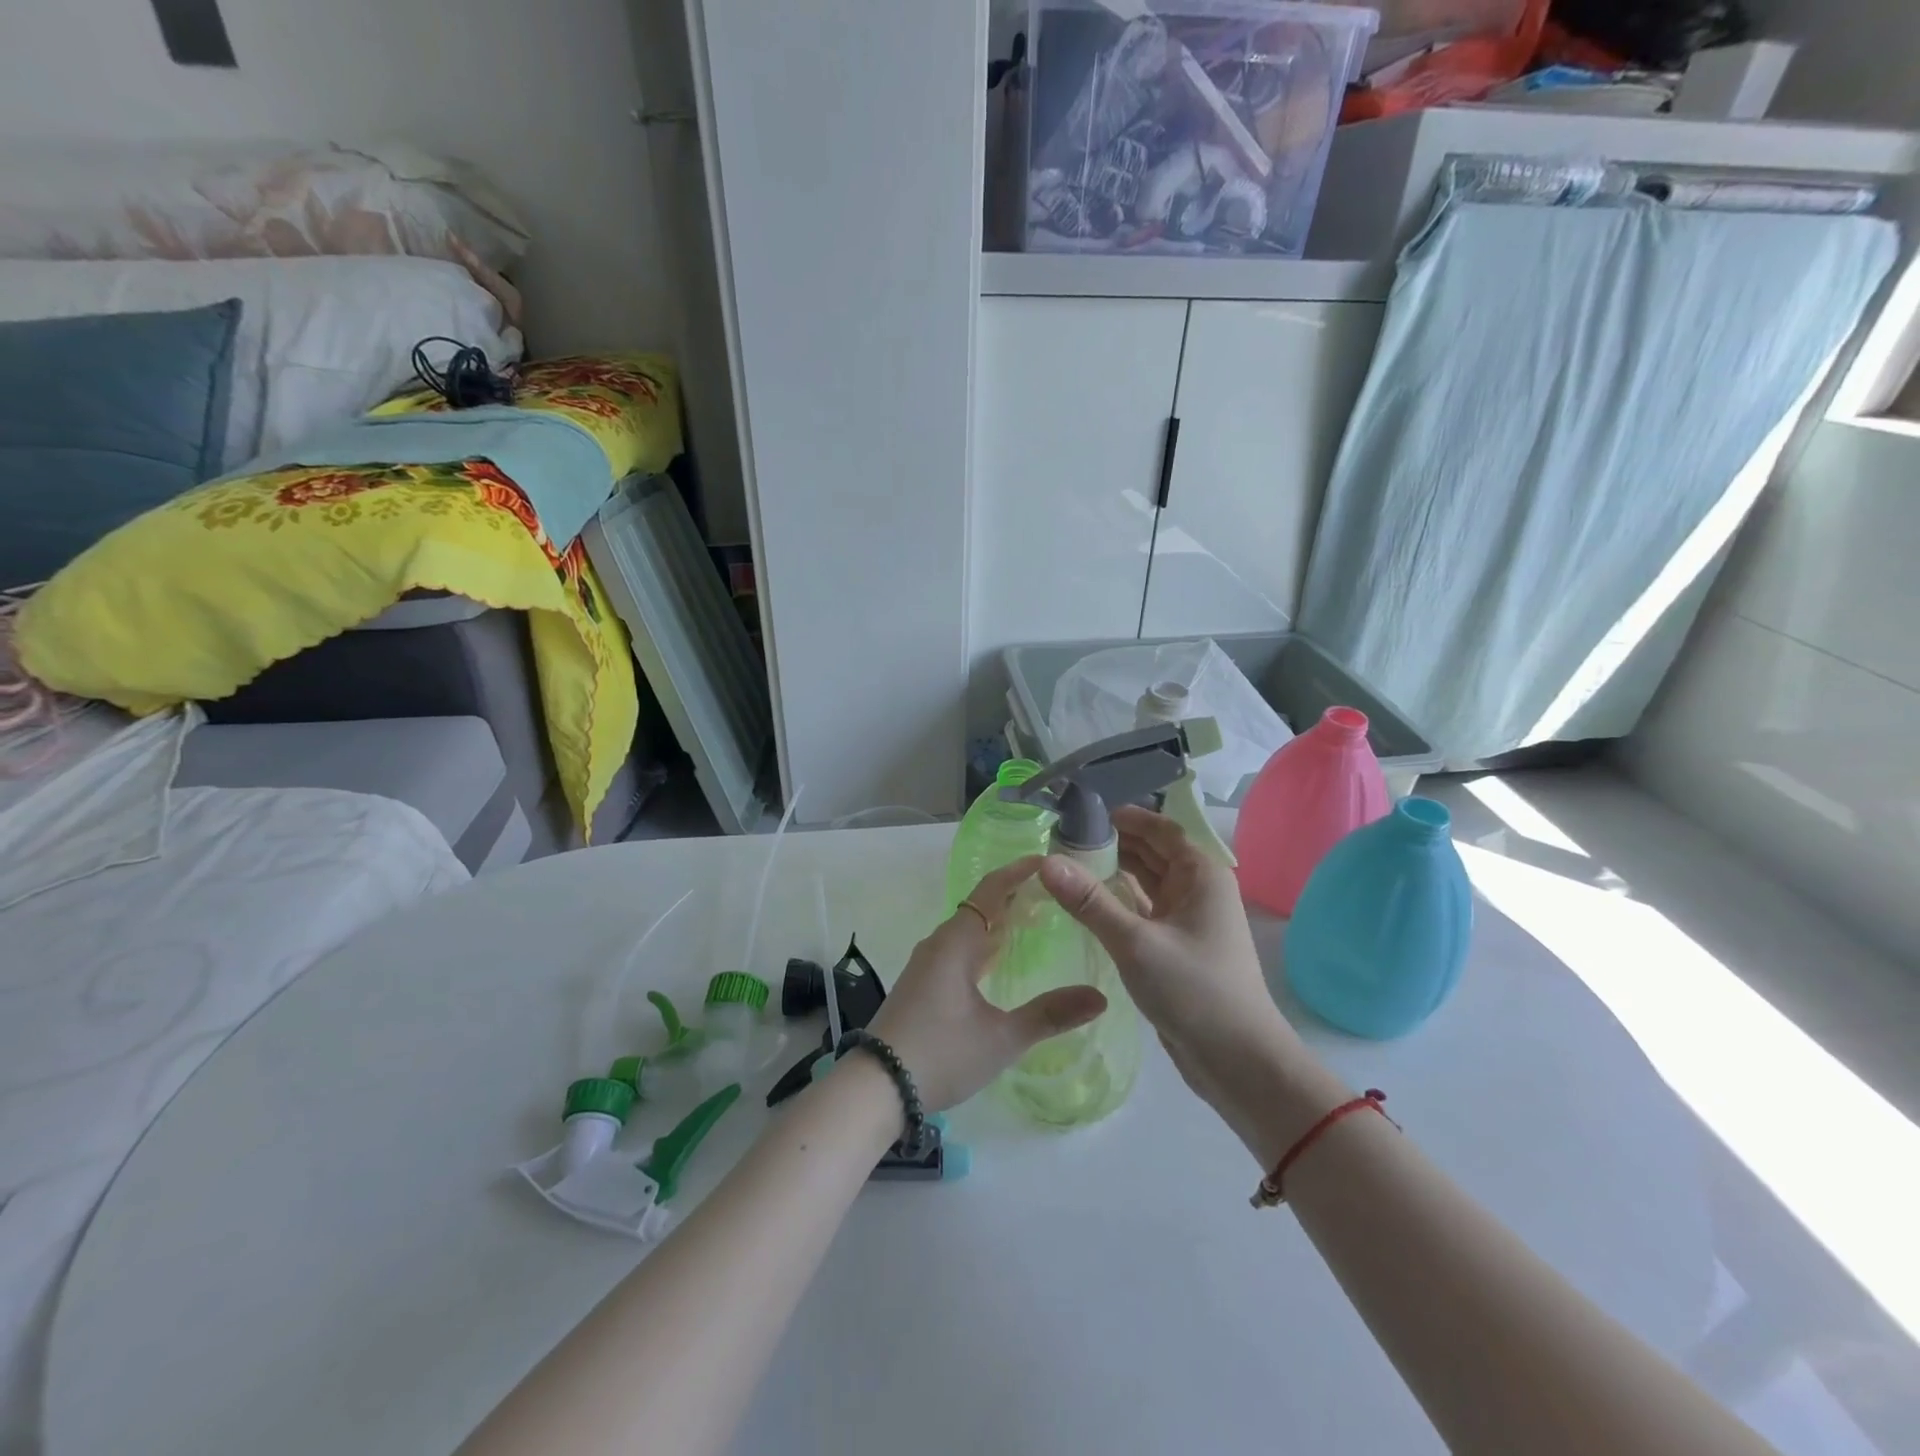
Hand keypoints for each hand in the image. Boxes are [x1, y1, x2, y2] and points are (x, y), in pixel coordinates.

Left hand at [868, 858, 1106, 1110]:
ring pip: (968, 930)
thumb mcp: (1001, 1038)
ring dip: (999, 922)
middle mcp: (939, 944)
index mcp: (956, 943)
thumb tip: (1100, 997)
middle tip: (1054, 895)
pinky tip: (1000, 962)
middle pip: (980, 907)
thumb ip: (1050, 1015)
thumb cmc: (940, 1054)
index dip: (1018, 873)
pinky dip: (984, 945)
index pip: (991, 891)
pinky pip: (958, 950)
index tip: (1048, 861)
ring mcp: (927, 964)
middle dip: (1015, 897)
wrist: (875, 1087)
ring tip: (1035, 923)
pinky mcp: (922, 985)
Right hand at [1037, 807, 1342, 1164]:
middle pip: (1152, 853)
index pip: (1160, 829)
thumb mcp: (1135, 942)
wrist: (1238, 1062)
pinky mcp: (1176, 947)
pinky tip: (1087, 904)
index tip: (1082, 813)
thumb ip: (1089, 901)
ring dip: (1114, 872)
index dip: (1124, 817)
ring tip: (1067, 866)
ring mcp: (1188, 920)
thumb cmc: (1194, 991)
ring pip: (1147, 883)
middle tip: (1062, 839)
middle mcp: (1198, 889)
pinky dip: (1119, 902)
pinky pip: (1144, 911)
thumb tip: (1045, 862)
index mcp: (1201, 874)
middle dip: (1113, 843)